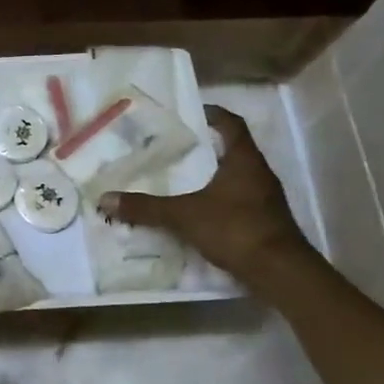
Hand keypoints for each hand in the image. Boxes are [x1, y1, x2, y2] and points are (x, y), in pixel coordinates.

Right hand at [99, 105, 312, 284]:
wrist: (278, 271)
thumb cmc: (235, 228)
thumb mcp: (184, 215)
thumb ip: (146, 208)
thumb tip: (105, 199)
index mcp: (244, 160)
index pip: (231, 125)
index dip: (213, 115)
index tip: (192, 113)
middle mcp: (258, 174)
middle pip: (232, 151)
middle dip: (205, 149)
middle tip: (174, 149)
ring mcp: (264, 199)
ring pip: (234, 179)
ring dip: (211, 177)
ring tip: (180, 181)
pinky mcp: (263, 222)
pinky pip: (236, 203)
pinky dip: (216, 203)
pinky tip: (196, 213)